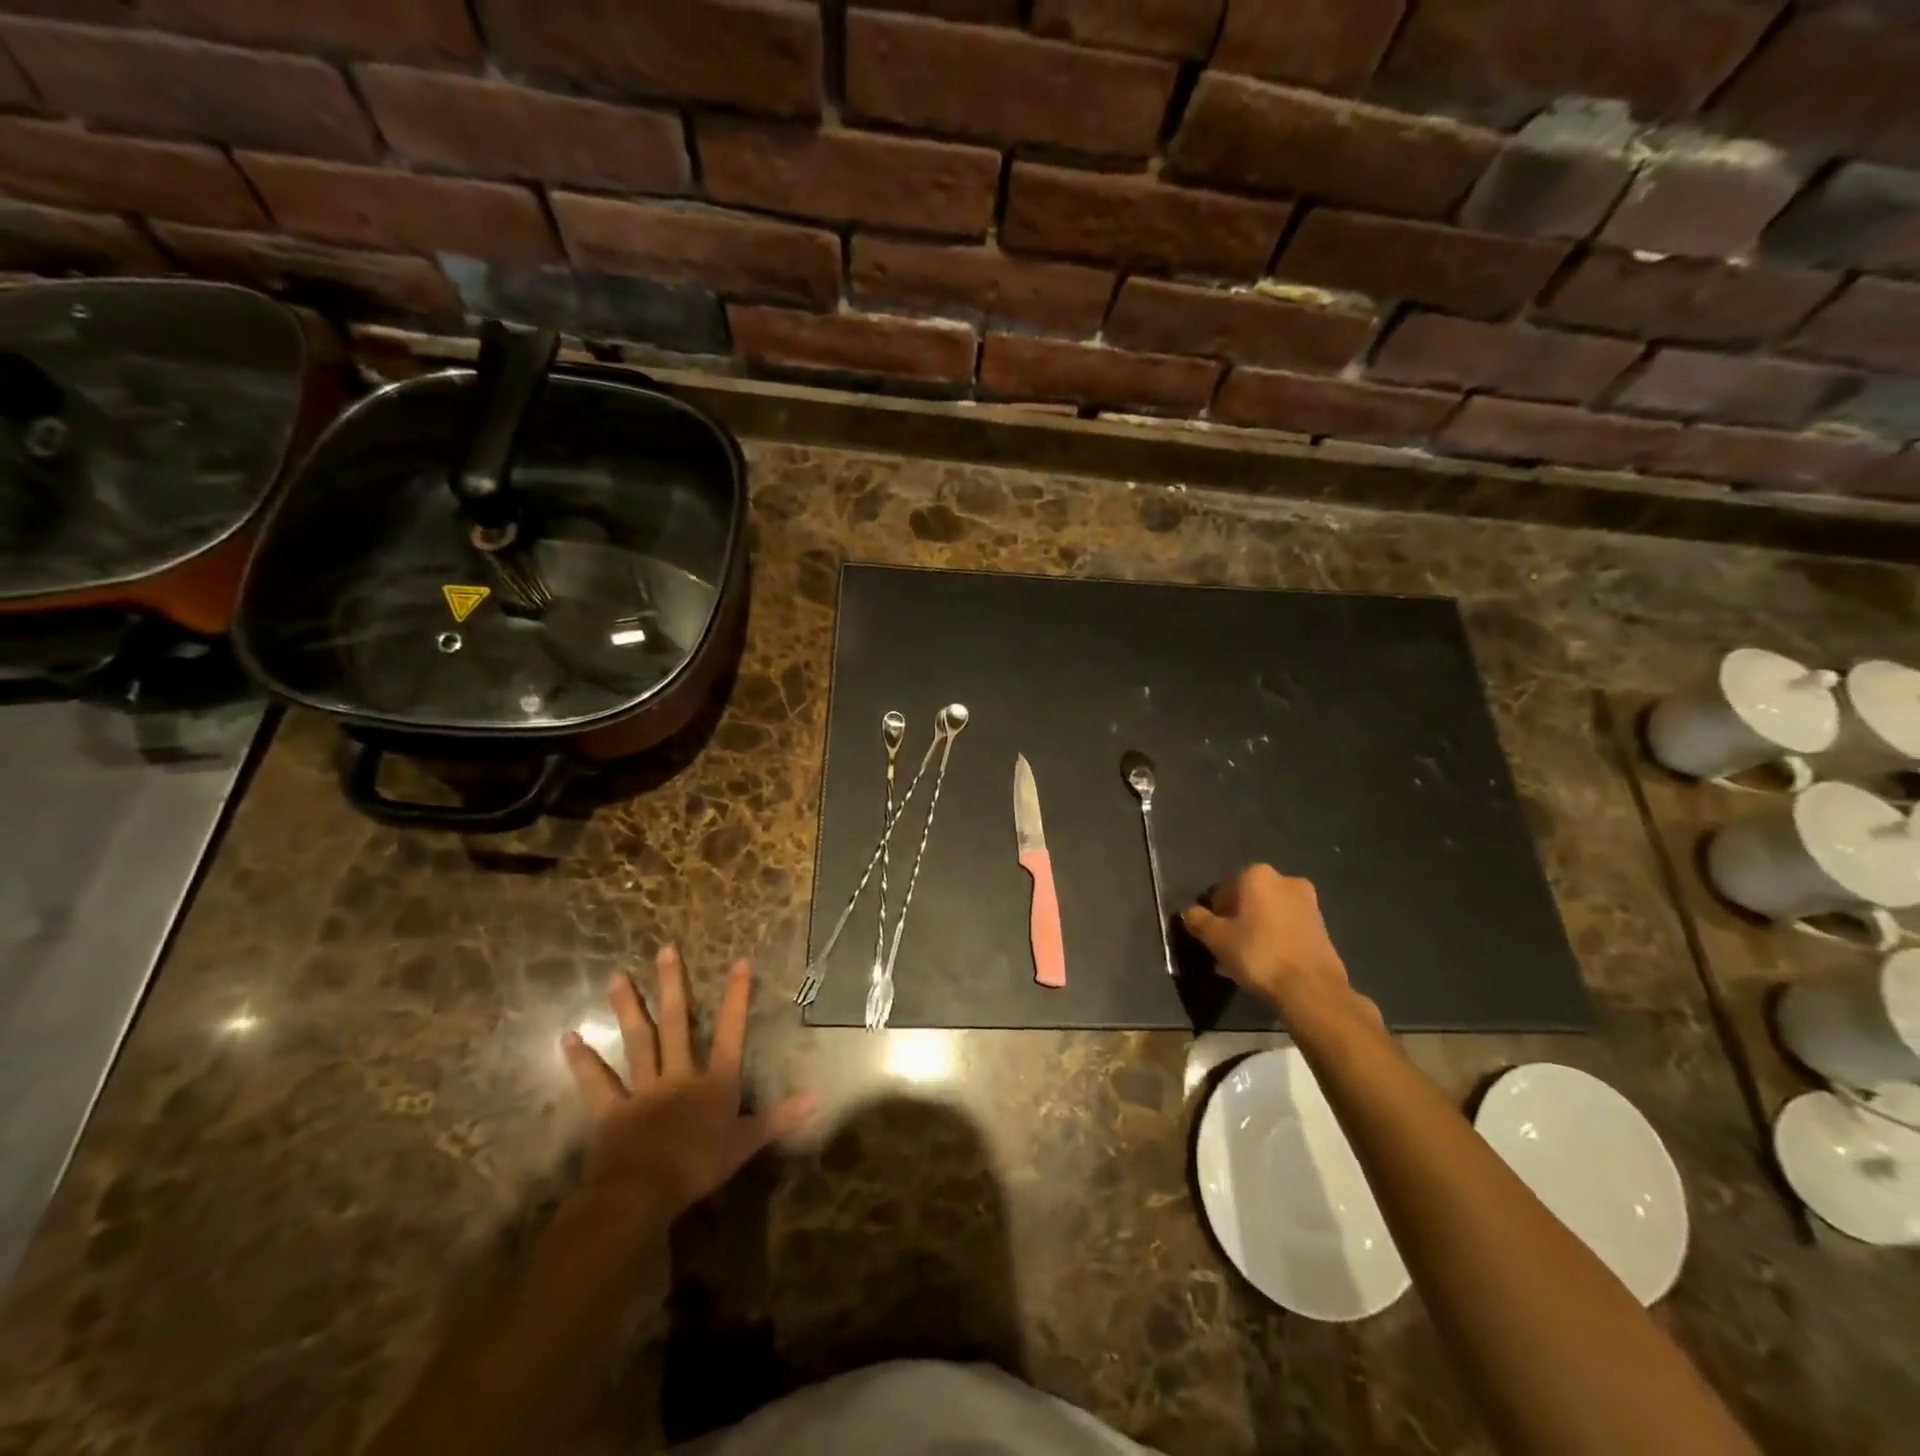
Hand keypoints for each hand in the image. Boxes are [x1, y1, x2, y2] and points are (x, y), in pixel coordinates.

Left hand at [560, 947, 814, 1224]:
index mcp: (714, 1082)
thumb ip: (779, 1118)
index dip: (736, 997)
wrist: (644, 1193)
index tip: (739, 962)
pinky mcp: (611, 1110)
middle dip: (672, 986)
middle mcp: (679, 1075)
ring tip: (617, 976)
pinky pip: (596, 1082)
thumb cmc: (699, 1167)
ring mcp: (643, 1089)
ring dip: (628, 1009)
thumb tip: (815, 1097)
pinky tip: (568, 1037)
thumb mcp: (746, 1144)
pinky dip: (583, 1061)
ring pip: (638, 1042)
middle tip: (665, 950)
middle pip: (677, 1024)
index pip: (730, 1032)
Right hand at [1183, 864, 1358, 1015]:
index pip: (1224, 890)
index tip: (1211, 935)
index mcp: (1258, 875)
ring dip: (1255, 931)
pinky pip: (1287, 929)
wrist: (1311, 988)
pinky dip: (1274, 940)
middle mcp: (1286, 880)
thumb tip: (1189, 912)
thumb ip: (1199, 920)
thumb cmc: (1258, 953)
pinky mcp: (1322, 927)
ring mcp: (1309, 904)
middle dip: (1236, 921)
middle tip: (1226, 948)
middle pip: (1249, 900)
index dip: (1214, 913)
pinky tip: (1266, 965)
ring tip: (1244, 961)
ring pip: (1269, 915)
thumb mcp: (1216, 938)